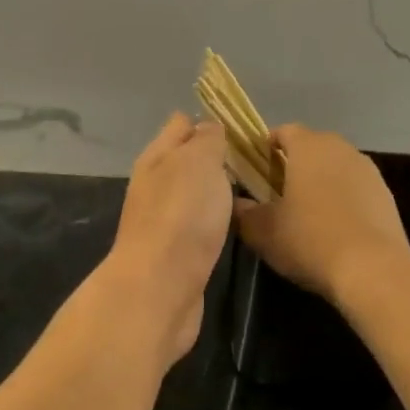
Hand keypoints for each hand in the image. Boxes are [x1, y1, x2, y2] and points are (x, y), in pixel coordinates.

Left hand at [105, 112, 233, 365]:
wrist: (160, 289)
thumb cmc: (182, 216)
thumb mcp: (199, 162)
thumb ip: (207, 140)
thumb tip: (209, 128)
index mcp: (156, 157)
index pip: (180, 124)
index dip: (208, 121)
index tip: (242, 128)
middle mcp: (154, 185)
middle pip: (185, 160)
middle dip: (215, 156)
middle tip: (255, 159)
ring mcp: (162, 221)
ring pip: (192, 193)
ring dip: (215, 189)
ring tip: (251, 187)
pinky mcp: (174, 253)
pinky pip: (197, 224)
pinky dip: (214, 219)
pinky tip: (234, 223)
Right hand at [234, 124, 409, 302]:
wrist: (372, 270)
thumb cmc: (309, 239)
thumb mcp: (262, 230)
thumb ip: (242, 212)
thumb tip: (236, 203)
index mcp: (308, 147)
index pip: (283, 131)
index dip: (266, 147)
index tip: (255, 170)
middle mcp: (341, 149)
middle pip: (312, 147)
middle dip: (294, 164)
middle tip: (277, 192)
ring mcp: (368, 171)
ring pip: (336, 167)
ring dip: (321, 181)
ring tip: (307, 212)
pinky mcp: (386, 195)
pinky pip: (356, 188)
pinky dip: (343, 200)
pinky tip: (335, 228)